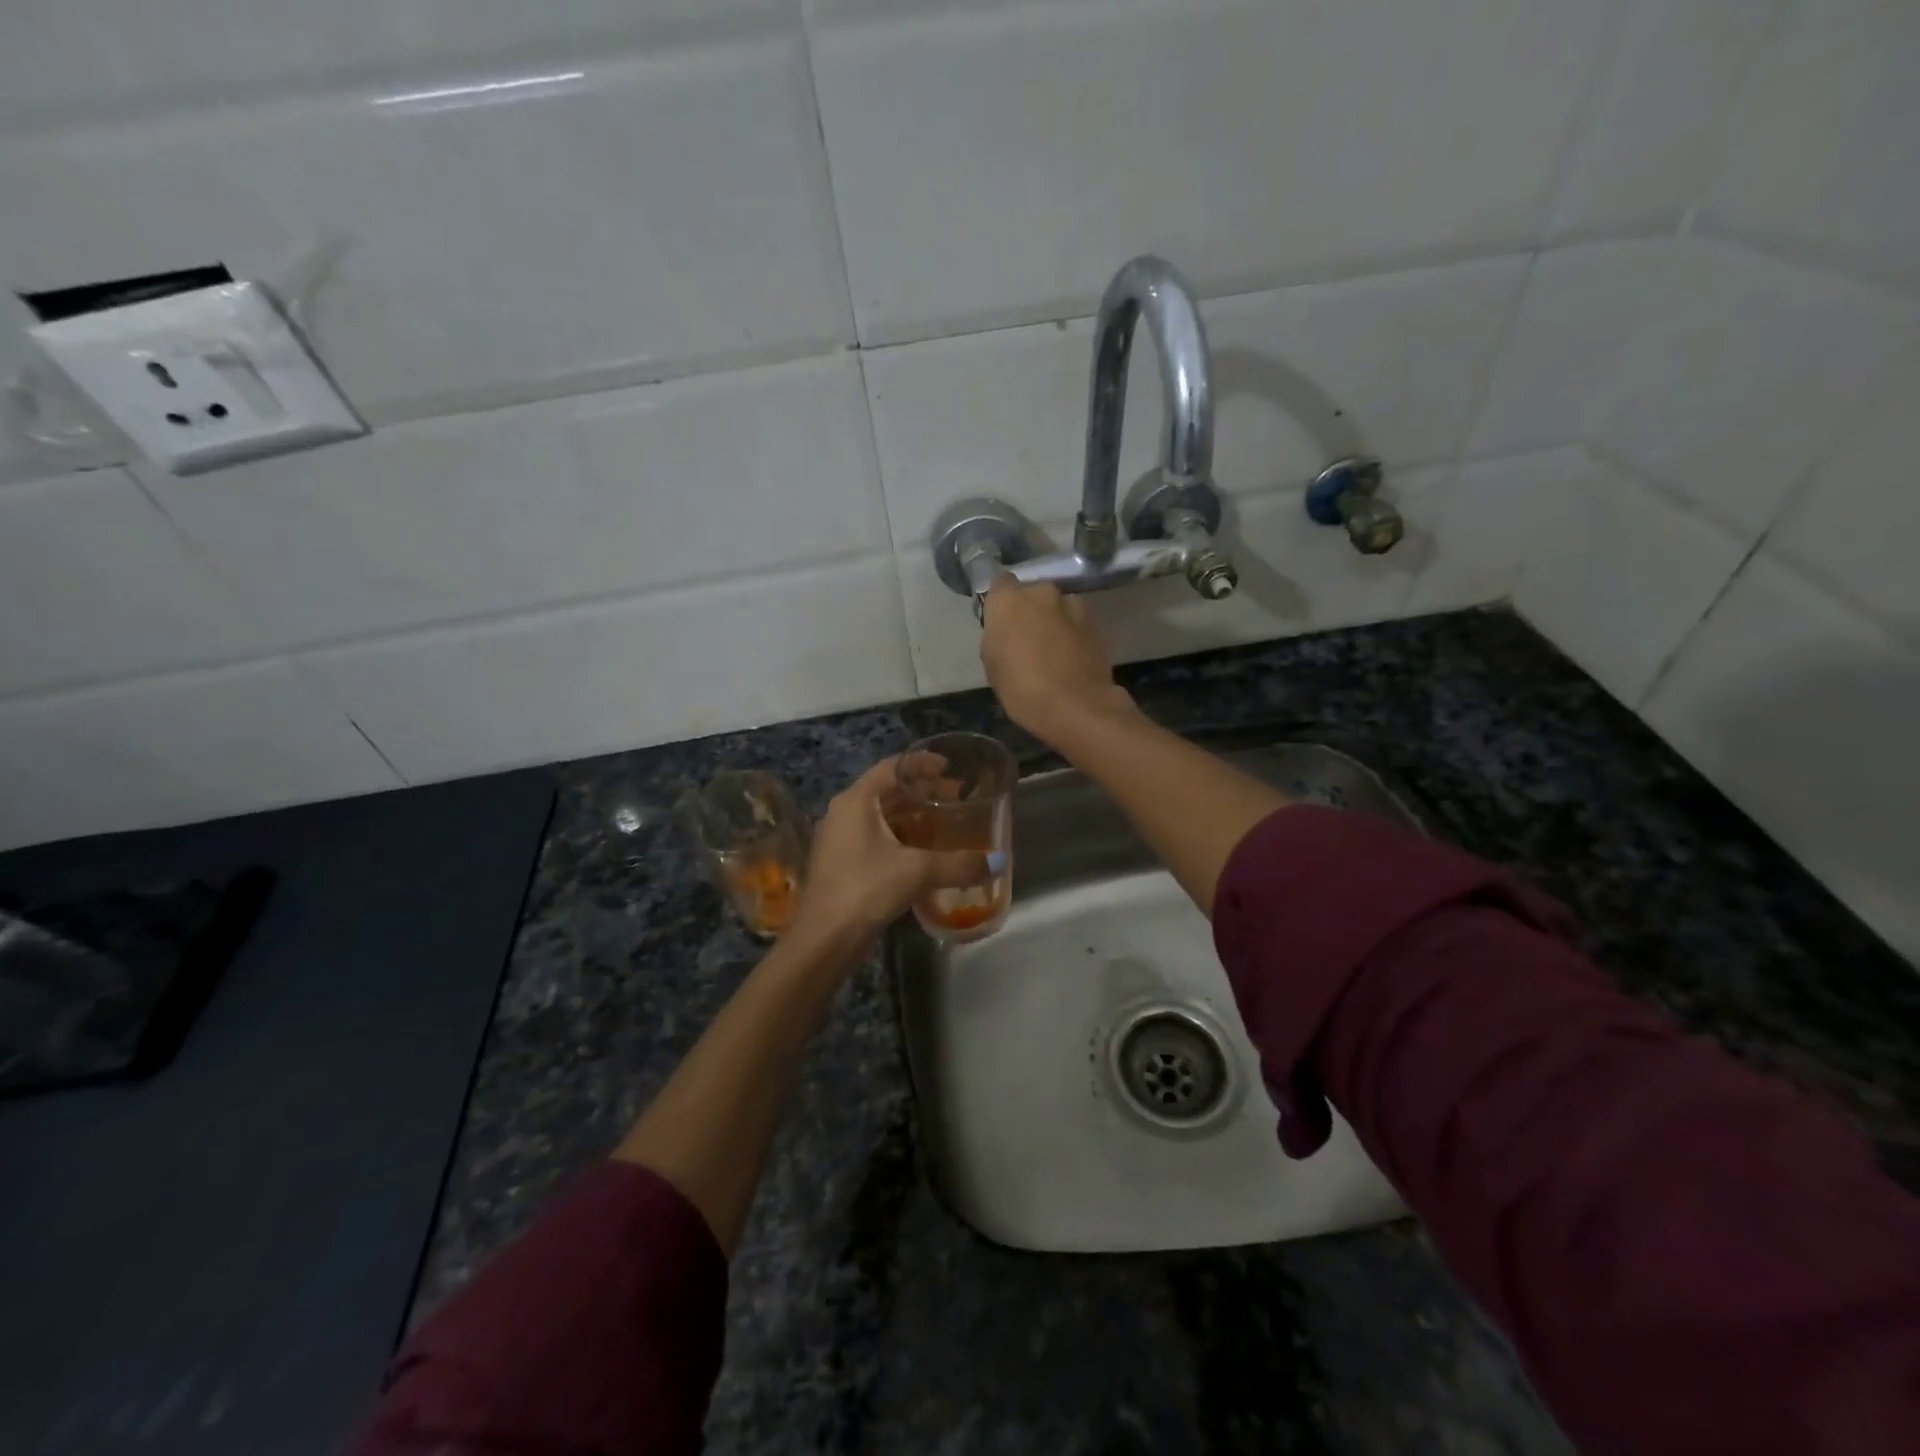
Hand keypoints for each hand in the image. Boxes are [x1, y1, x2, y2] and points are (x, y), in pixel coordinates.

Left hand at [789, 757, 994, 949]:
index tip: (949, 767)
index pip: (892, 768)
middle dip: (922, 792)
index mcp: (856, 801)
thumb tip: (997, 862)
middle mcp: (844, 813)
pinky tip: (924, 853)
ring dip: (912, 817)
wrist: (824, 939)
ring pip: (881, 817)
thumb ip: (958, 864)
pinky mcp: (842, 864)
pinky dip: (901, 838)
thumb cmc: (866, 889)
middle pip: (887, 791)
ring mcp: (840, 839)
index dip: (921, 764)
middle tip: (955, 797)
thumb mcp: (917, 872)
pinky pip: (876, 839)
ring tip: (945, 823)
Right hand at [980, 577, 1133, 744]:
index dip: (1001, 602)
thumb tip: (1006, 632)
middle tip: (1026, 639)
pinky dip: (1071, 633)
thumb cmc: (1022, 688)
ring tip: (1052, 651)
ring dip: (1053, 621)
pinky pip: (1075, 621)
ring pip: (1056, 607)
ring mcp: (1072, 604)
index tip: (1001, 622)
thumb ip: (997, 637)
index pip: (1000, 584)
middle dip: (1029, 611)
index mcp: (1009, 600)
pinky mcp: (1095, 621)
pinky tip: (1069, 658)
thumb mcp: (993, 666)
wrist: (1076, 706)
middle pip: (1031, 594)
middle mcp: (1041, 591)